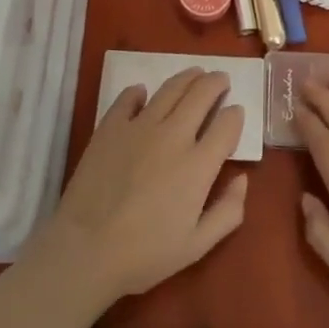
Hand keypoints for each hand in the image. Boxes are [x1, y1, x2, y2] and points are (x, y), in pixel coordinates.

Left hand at [29, 69, 248, 310]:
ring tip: (194, 74)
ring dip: (187, 77)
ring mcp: (140, 126)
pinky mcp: (110, 126)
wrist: (86, 249)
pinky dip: (139, 92)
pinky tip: (143, 93)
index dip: (236, 115)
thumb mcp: (197, 245)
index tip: (236, 112)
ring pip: (170, 89)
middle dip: (216, 83)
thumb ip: (228, 211)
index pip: (227, 124)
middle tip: (220, 79)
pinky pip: (128, 98)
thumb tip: (242, 179)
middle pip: (201, 94)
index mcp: (199, 164)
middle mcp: (174, 135)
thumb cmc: (145, 254)